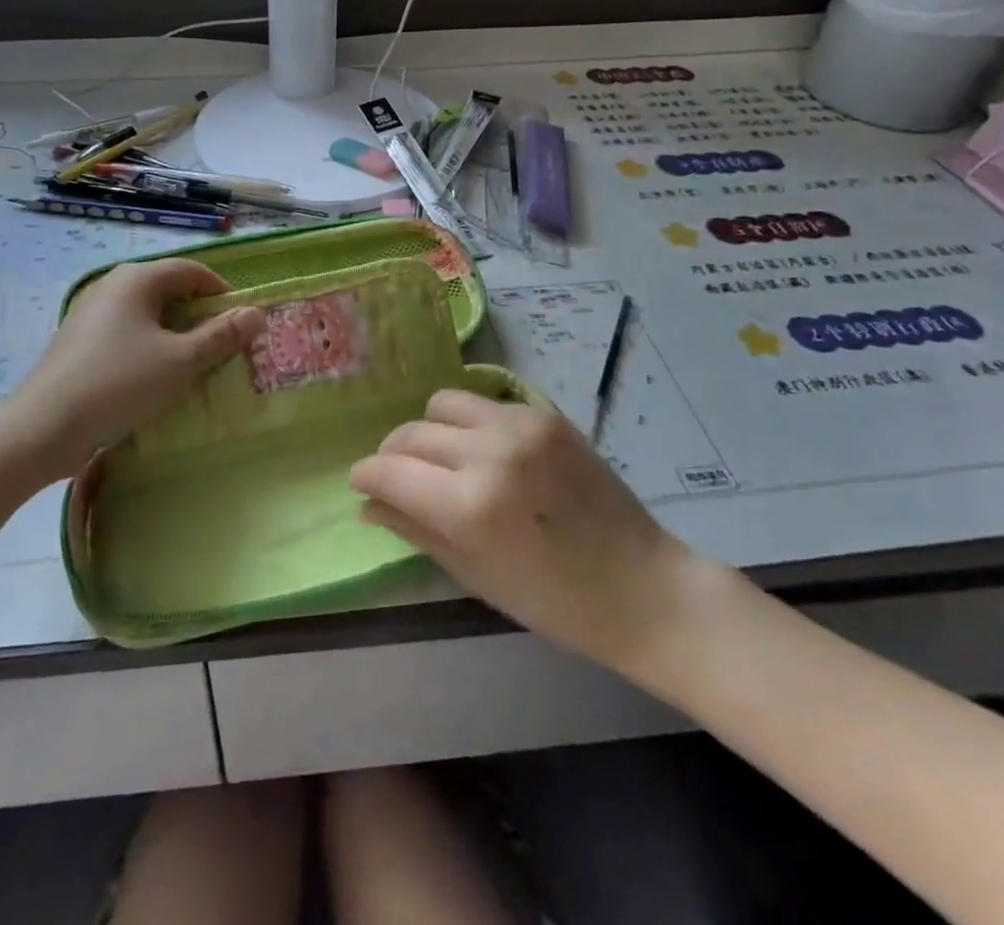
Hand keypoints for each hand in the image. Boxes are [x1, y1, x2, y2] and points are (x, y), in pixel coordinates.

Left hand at [10, 259, 263, 480]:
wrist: (44, 427)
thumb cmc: (120, 383)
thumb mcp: (181, 360)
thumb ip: (221, 336)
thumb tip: (256, 313)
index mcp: (137, 278)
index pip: (192, 270)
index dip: (222, 292)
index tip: (242, 321)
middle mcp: (112, 286)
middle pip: (169, 289)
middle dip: (200, 314)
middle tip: (223, 345)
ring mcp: (92, 313)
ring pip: (148, 313)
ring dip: (176, 333)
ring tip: (194, 363)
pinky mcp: (80, 342)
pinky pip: (127, 333)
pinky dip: (150, 346)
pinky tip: (156, 376)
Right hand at [350, 390, 709, 681]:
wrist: (641, 585)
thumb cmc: (553, 602)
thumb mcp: (474, 575)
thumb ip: (414, 529)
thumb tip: (368, 503)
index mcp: (468, 506)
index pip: (389, 470)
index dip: (366, 475)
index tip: (362, 483)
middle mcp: (488, 452)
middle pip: (411, 433)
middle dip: (393, 456)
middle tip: (400, 479)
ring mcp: (519, 425)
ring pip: (442, 404)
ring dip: (429, 431)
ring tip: (444, 460)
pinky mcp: (544, 413)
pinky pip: (483, 403)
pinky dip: (468, 423)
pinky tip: (483, 452)